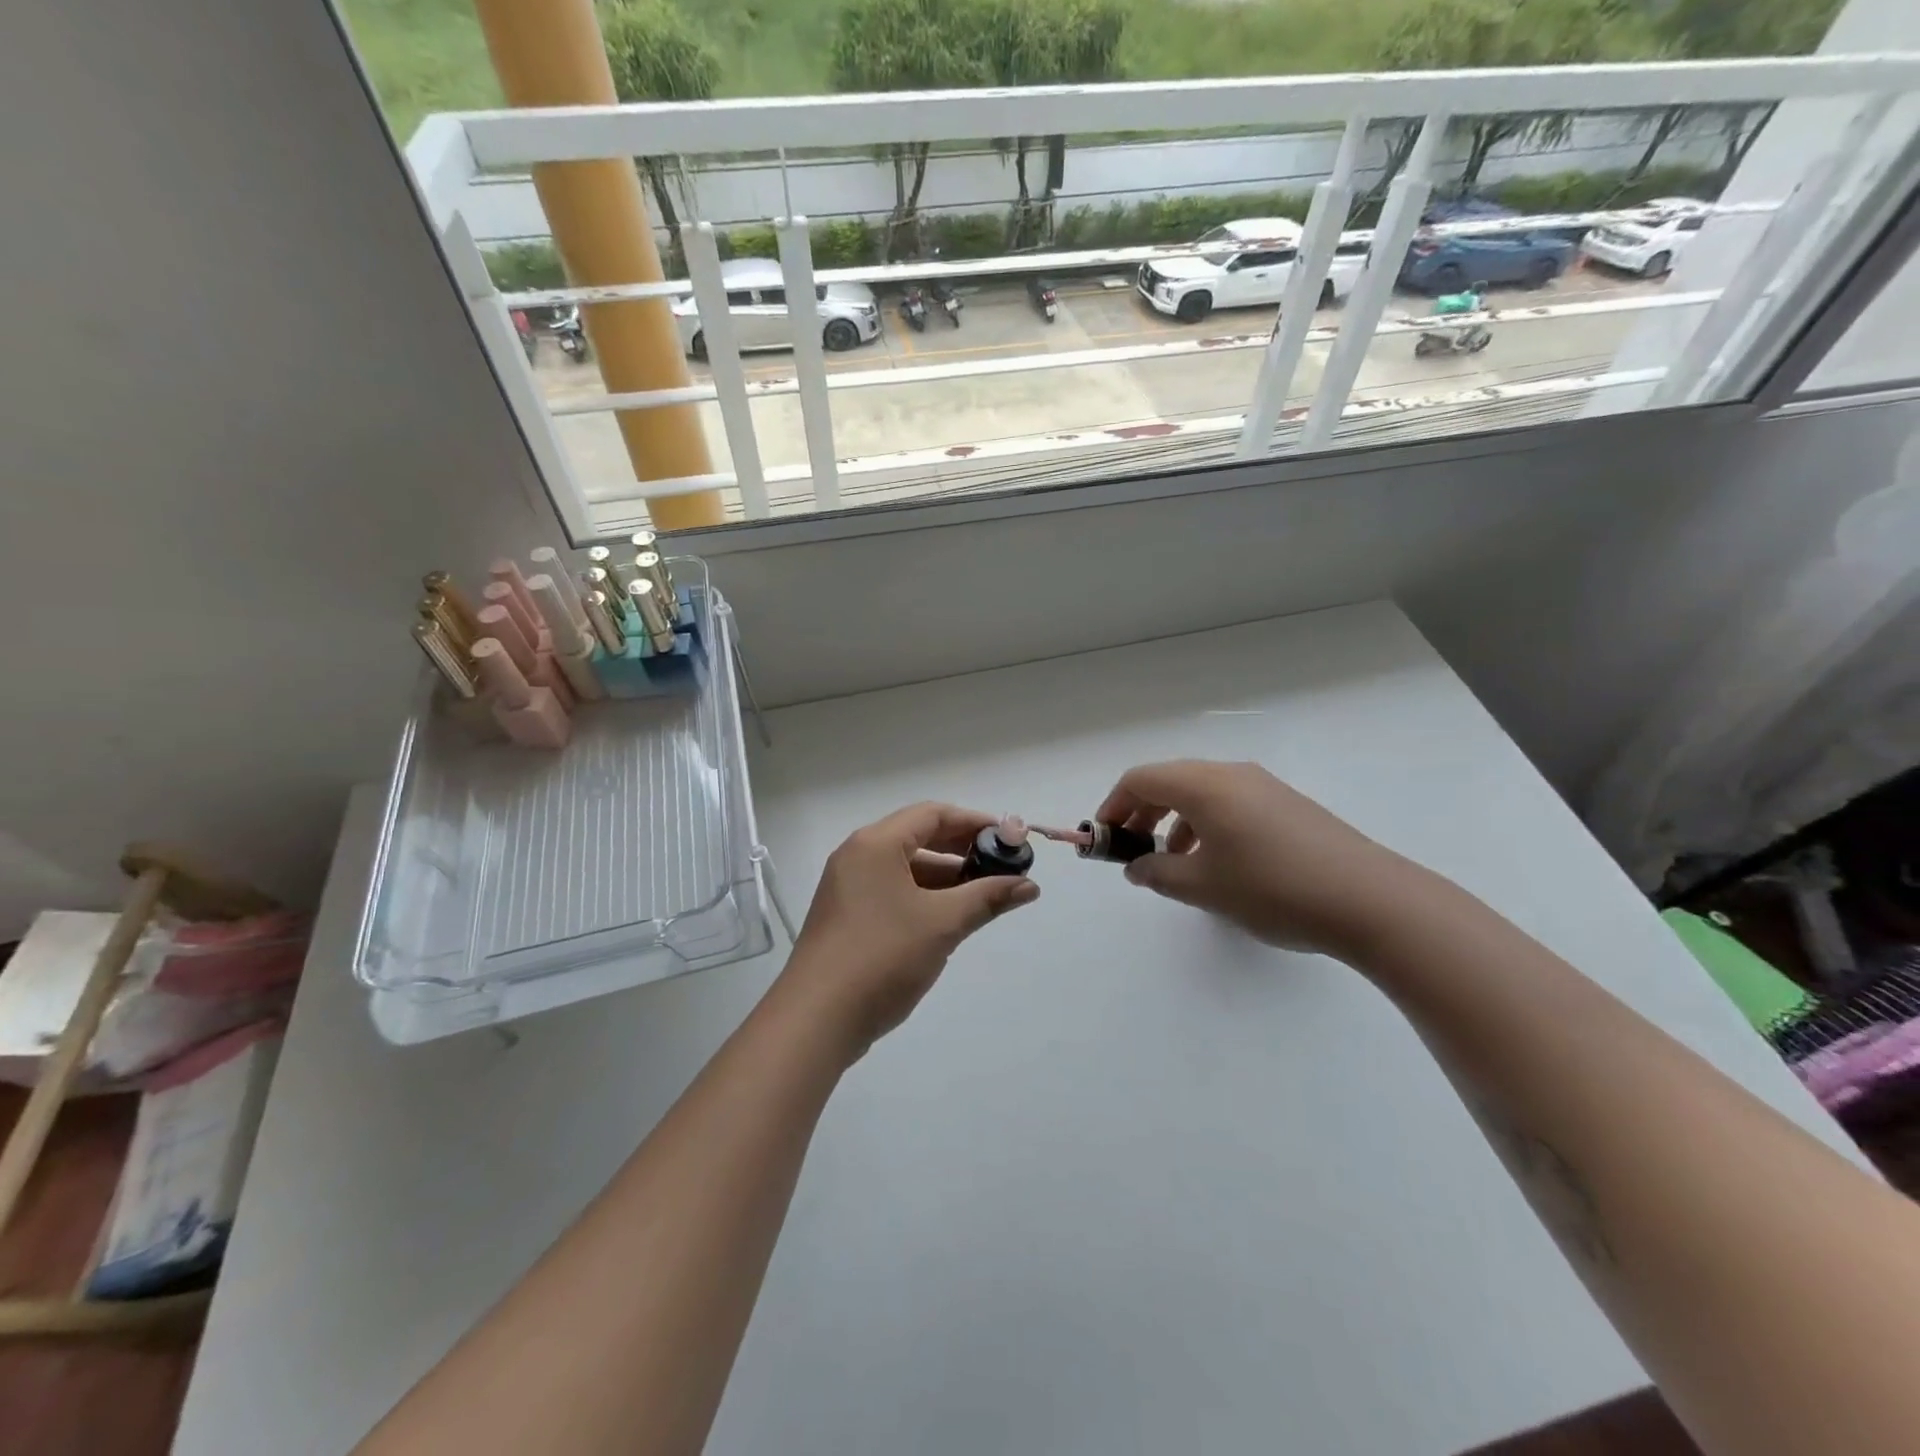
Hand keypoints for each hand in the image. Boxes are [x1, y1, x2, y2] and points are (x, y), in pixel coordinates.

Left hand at [778, 803, 1039, 1055]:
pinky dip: (923, 897)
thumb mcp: (942, 924)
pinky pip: (892, 891)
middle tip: (1001, 867)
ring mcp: (848, 887)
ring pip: (906, 868)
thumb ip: (987, 898)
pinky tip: (949, 919)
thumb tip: (1029, 885)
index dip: (975, 822)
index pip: (933, 814)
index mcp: (876, 844)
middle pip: (918, 837)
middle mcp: (858, 856)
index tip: (1009, 839)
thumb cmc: (882, 957)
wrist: (816, 1019)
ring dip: (945, 877)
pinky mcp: (846, 916)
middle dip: (962, 850)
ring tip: (984, 897)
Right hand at [1095, 760, 1405, 958]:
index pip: (1141, 779)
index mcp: (1205, 785)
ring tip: (1172, 862)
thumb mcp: (1203, 887)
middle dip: (1141, 813)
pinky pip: (1229, 803)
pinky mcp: (1287, 805)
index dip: (1113, 806)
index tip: (1103, 839)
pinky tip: (1216, 862)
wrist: (1370, 901)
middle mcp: (1231, 774)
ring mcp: (1264, 787)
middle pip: (1169, 781)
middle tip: (1131, 850)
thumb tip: (1136, 867)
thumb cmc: (1273, 889)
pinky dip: (1205, 824)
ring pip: (1200, 792)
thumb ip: (1157, 873)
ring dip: (1174, 820)